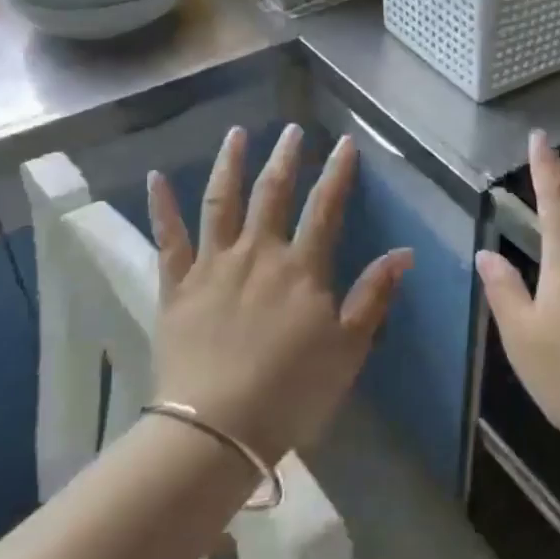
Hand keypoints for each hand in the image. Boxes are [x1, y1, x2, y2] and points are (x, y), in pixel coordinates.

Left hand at [146, 125, 412, 464]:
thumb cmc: (292, 391)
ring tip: (236, 133)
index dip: (338, 172)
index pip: (325, 207)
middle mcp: (258, 254)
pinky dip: (161, 207)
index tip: (345, 142)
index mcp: (302, 268)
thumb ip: (374, 295)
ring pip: (221, 203)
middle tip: (292, 128)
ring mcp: (213, 266)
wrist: (216, 430)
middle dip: (286, 157)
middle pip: (273, 193)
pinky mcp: (176, 287)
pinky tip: (155, 178)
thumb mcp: (349, 347)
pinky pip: (167, 240)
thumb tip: (404, 252)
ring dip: (229, 164)